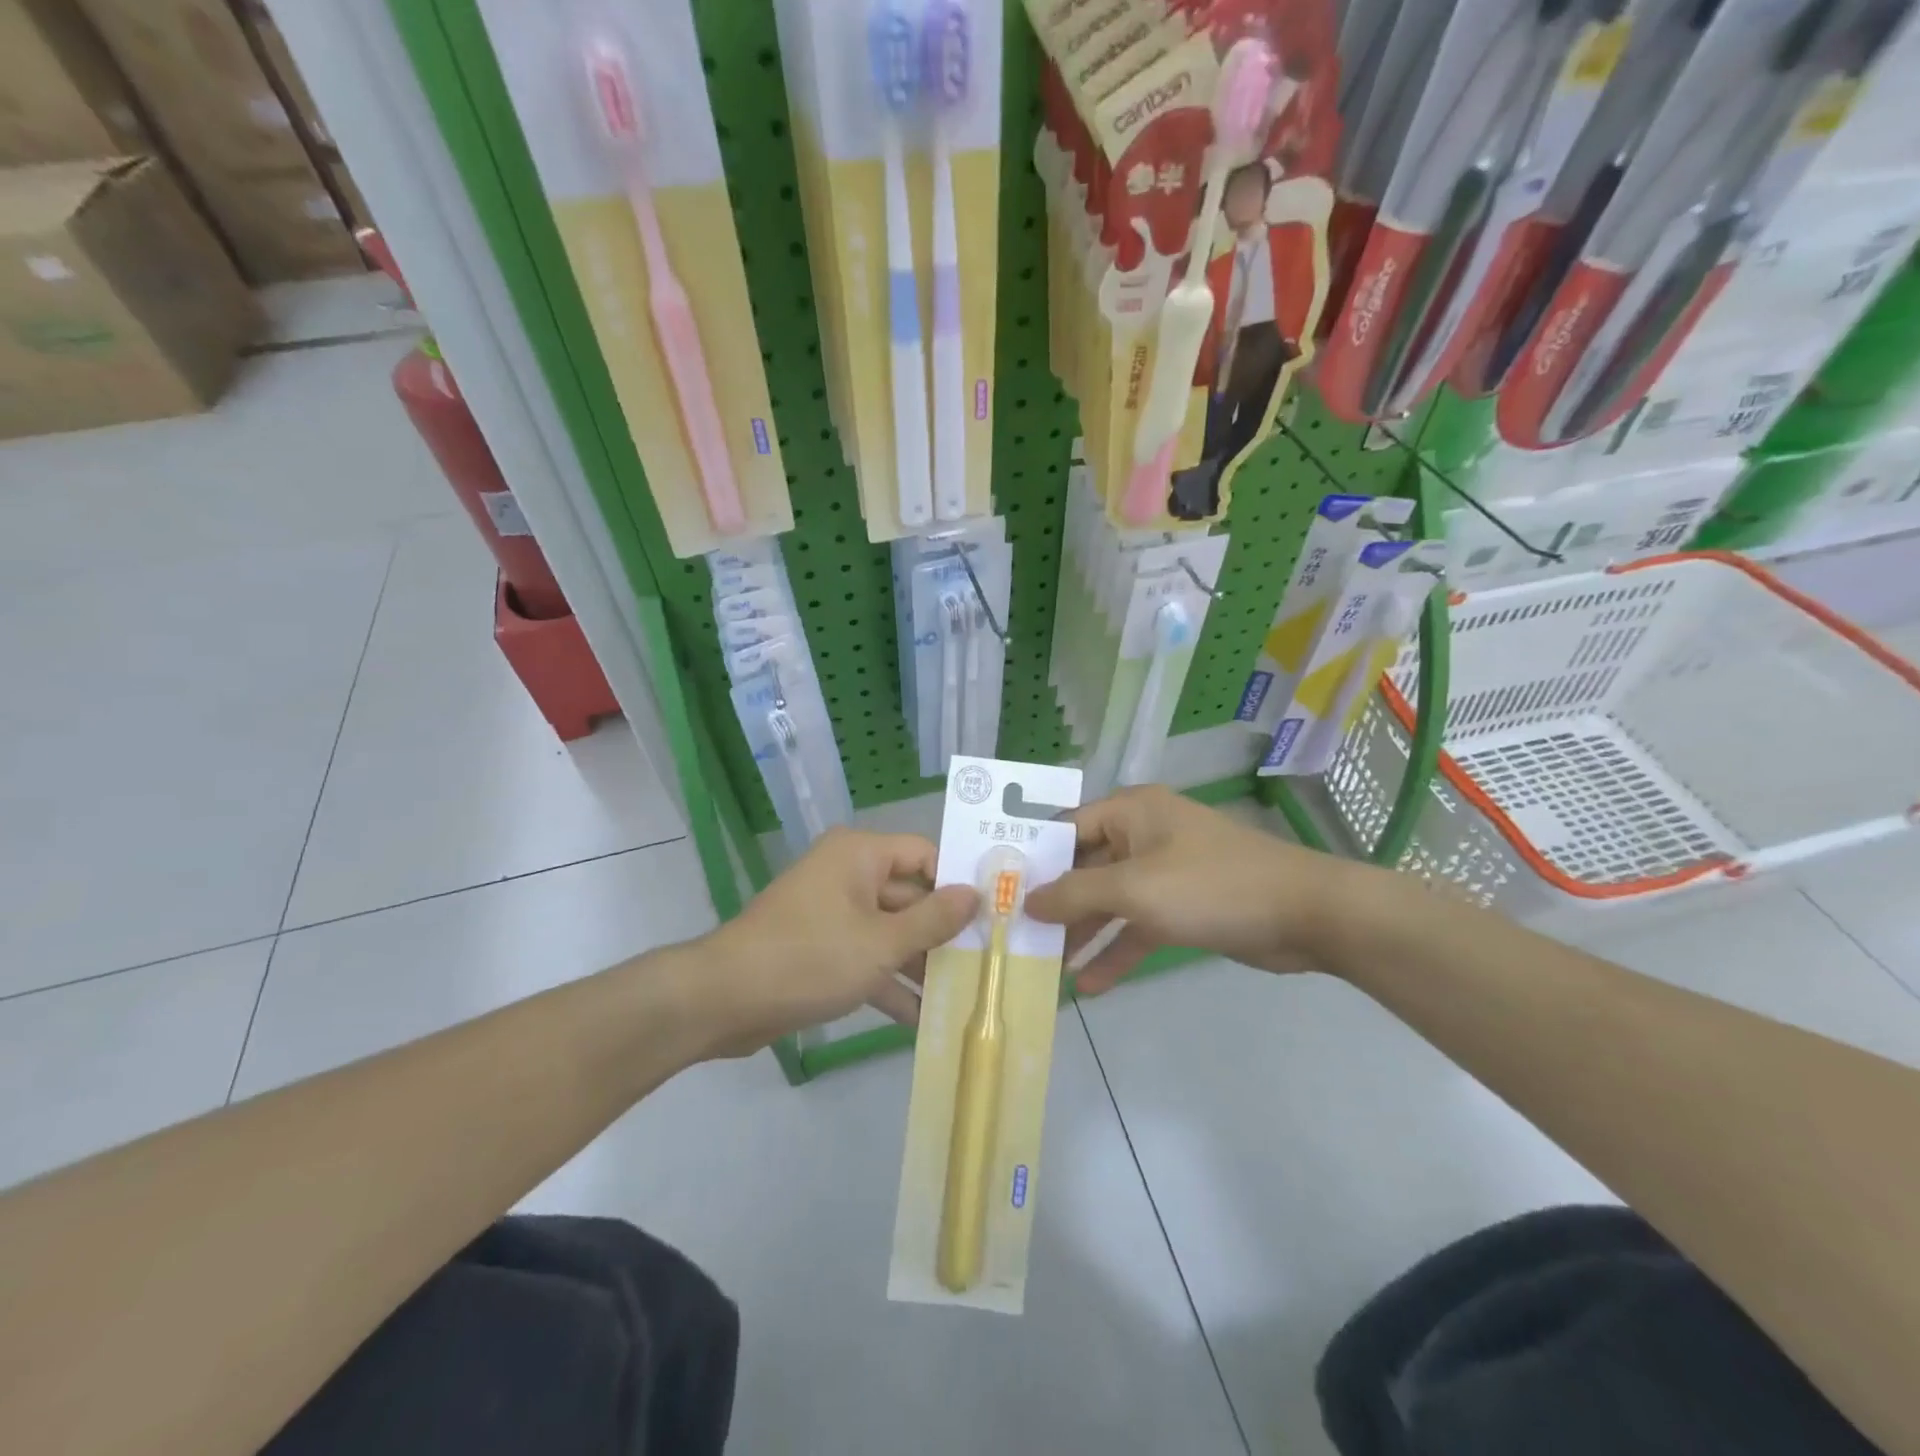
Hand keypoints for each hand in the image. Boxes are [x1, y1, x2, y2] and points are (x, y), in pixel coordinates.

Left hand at [694, 828, 978, 1055]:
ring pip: (889, 932)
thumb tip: (975, 893)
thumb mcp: (881, 943)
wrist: (723, 1000)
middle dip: (942, 934)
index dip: (957, 884)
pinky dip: (888, 983)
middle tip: (986, 964)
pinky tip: (921, 1020)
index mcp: (860, 855)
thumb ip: (933, 919)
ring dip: (919, 965)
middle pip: (910, 897)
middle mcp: (848, 875)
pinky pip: (865, 957)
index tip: (992, 915)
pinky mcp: (820, 949)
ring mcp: (832, 914)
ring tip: (963, 996)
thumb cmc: (810, 958)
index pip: (924, 856)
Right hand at [1024, 785, 1342, 992]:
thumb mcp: (1134, 888)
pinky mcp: (1182, 907)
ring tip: (1045, 967)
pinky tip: (1090, 986)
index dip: (1031, 860)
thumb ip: (1074, 894)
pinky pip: (1137, 926)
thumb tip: (1025, 900)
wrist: (1305, 915)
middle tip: (1016, 936)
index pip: (1064, 829)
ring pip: (1109, 902)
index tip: (997, 892)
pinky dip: (1117, 951)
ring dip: (1083, 934)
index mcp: (1129, 812)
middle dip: (1054, 904)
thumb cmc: (1210, 886)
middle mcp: (1142, 836)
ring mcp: (1163, 873)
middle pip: (1084, 868)